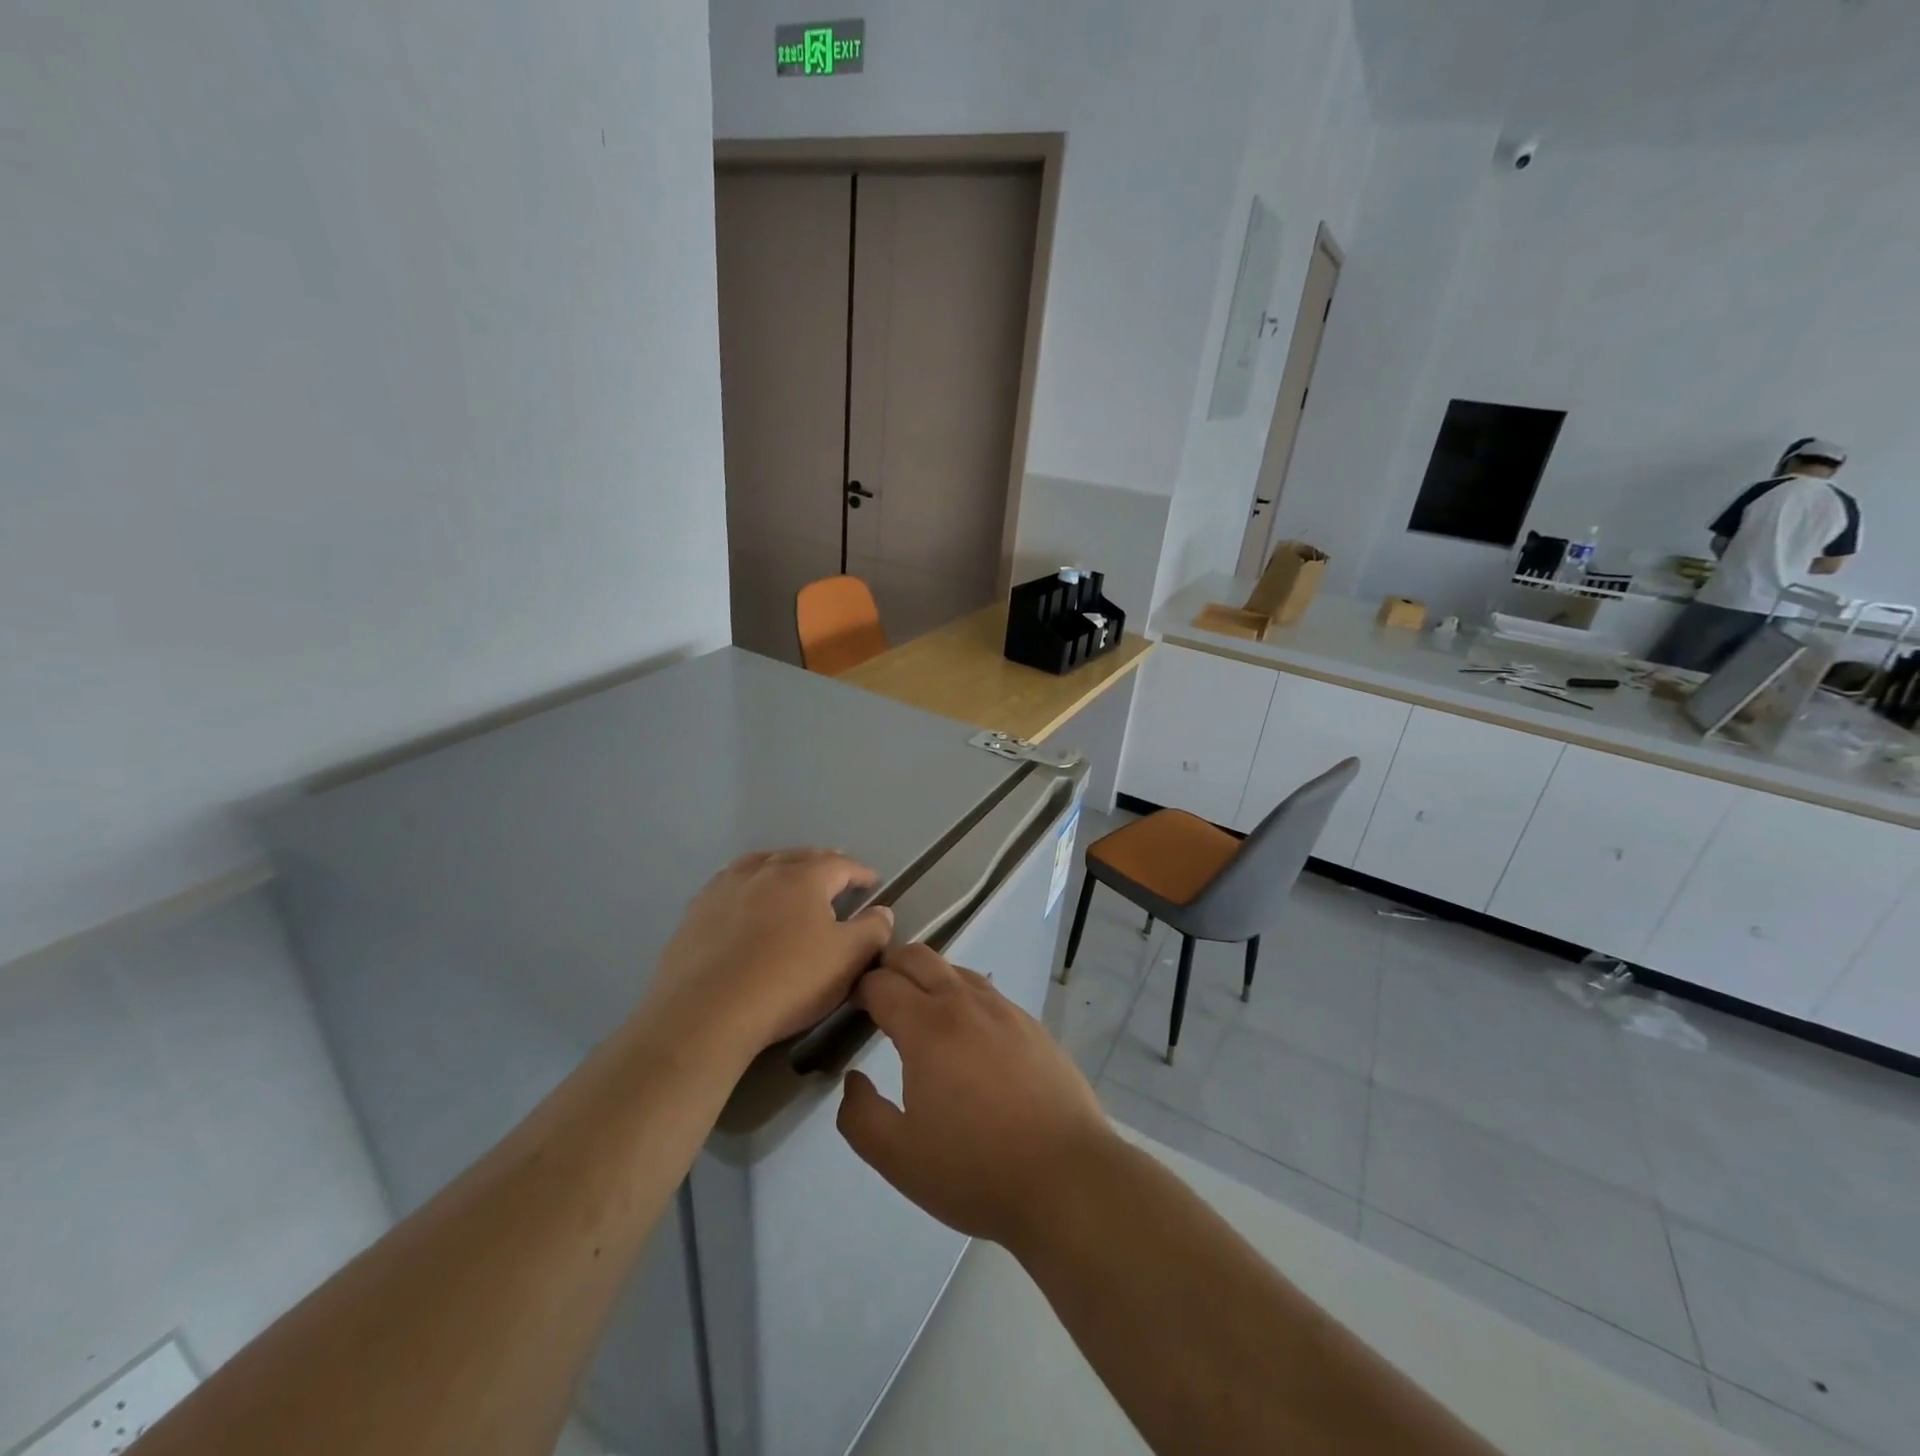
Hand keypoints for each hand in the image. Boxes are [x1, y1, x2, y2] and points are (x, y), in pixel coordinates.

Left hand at [640, 849, 893, 1064]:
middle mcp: (765, 871)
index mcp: (804, 878)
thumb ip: (872, 931)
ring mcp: (726, 887)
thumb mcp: (846, 960)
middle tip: (836, 875)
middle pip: (800, 856)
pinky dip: (748, 882)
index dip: (860, 872)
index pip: (841, 864)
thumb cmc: (787, 982)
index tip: (872, 883)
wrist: (706, 1013)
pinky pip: (730, 882)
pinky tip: (746, 897)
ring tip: (790, 876)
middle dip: (823, 863)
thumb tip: (882, 912)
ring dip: (782, 865)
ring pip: (761, 863)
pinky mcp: (697, 910)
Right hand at [837, 943, 1115, 1249]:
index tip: (848, 1008)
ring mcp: (1004, 1010)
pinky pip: (987, 993)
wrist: (1067, 1178)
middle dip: (889, 965)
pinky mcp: (1032, 1025)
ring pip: (956, 970)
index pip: (881, 983)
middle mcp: (965, 1003)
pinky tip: (967, 1034)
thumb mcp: (898, 1157)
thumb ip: (860, 1116)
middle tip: (876, 995)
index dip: (858, 989)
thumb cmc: (975, 1169)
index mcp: (927, 1026)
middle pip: (918, 957)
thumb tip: (854, 1079)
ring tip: (919, 1011)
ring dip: (929, 978)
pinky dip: (963, 997)